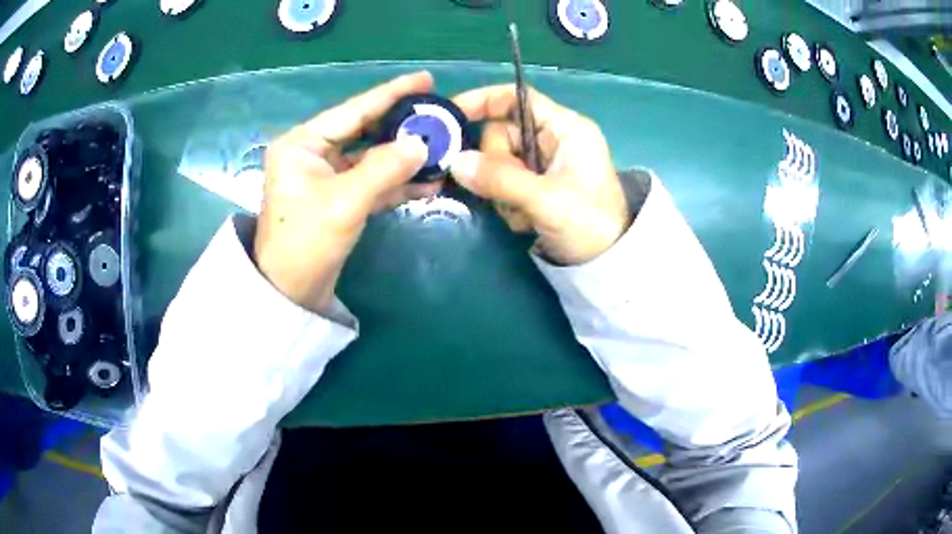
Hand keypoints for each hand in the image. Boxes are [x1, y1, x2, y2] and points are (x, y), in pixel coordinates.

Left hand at [255, 72, 437, 312]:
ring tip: (441, 148)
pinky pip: (371, 182)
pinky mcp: (338, 199)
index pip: (354, 110)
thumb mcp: (344, 202)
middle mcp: (313, 153)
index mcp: (303, 143)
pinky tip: (427, 182)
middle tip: (438, 114)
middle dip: (401, 126)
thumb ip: (384, 168)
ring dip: (404, 157)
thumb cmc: (305, 242)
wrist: (289, 293)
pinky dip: (396, 182)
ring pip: (371, 157)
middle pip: (364, 130)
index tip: (425, 79)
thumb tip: (422, 143)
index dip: (391, 94)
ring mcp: (326, 177)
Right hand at [449, 85, 630, 265]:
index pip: (516, 98)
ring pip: (499, 163)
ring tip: (523, 213)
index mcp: (564, 128)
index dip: (483, 100)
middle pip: (501, 134)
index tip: (451, 115)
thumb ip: (500, 178)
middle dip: (495, 165)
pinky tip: (526, 221)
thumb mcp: (546, 199)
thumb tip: (456, 162)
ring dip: (501, 190)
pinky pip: (506, 184)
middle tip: (505, 191)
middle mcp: (553, 140)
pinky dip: (508, 202)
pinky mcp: (539, 186)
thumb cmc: (589, 224)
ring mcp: (545, 164)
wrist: (608, 264)